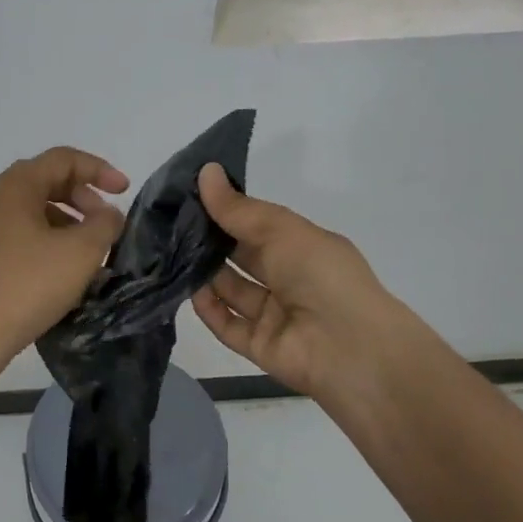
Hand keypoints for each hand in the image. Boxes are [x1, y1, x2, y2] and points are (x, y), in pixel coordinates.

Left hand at [0, 147, 129, 364]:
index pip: (63, 159)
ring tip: (88, 249)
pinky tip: (61, 267)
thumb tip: (107, 215)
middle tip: (106, 223)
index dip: (99, 169)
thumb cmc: (30, 284)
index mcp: (13, 186)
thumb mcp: (81, 251)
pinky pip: (17, 231)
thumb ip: (105, 223)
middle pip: (45, 180)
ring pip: (31, 208)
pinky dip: (45, 237)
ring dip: (66, 219)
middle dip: (83, 196)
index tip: (125, 192)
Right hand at [190, 163, 428, 399]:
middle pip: (243, 257)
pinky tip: (188, 289)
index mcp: (303, 247)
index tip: (191, 194)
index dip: (229, 210)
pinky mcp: (260, 346)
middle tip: (170, 222)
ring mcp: (275, 315)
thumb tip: (205, 171)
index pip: (259, 225)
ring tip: (171, 252)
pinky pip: (228, 325)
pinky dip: (208, 309)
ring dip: (205, 273)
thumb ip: (239, 209)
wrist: (352, 350)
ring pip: (232, 290)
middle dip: (212, 240)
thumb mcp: (281, 230)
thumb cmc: (322, 275)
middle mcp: (289, 279)